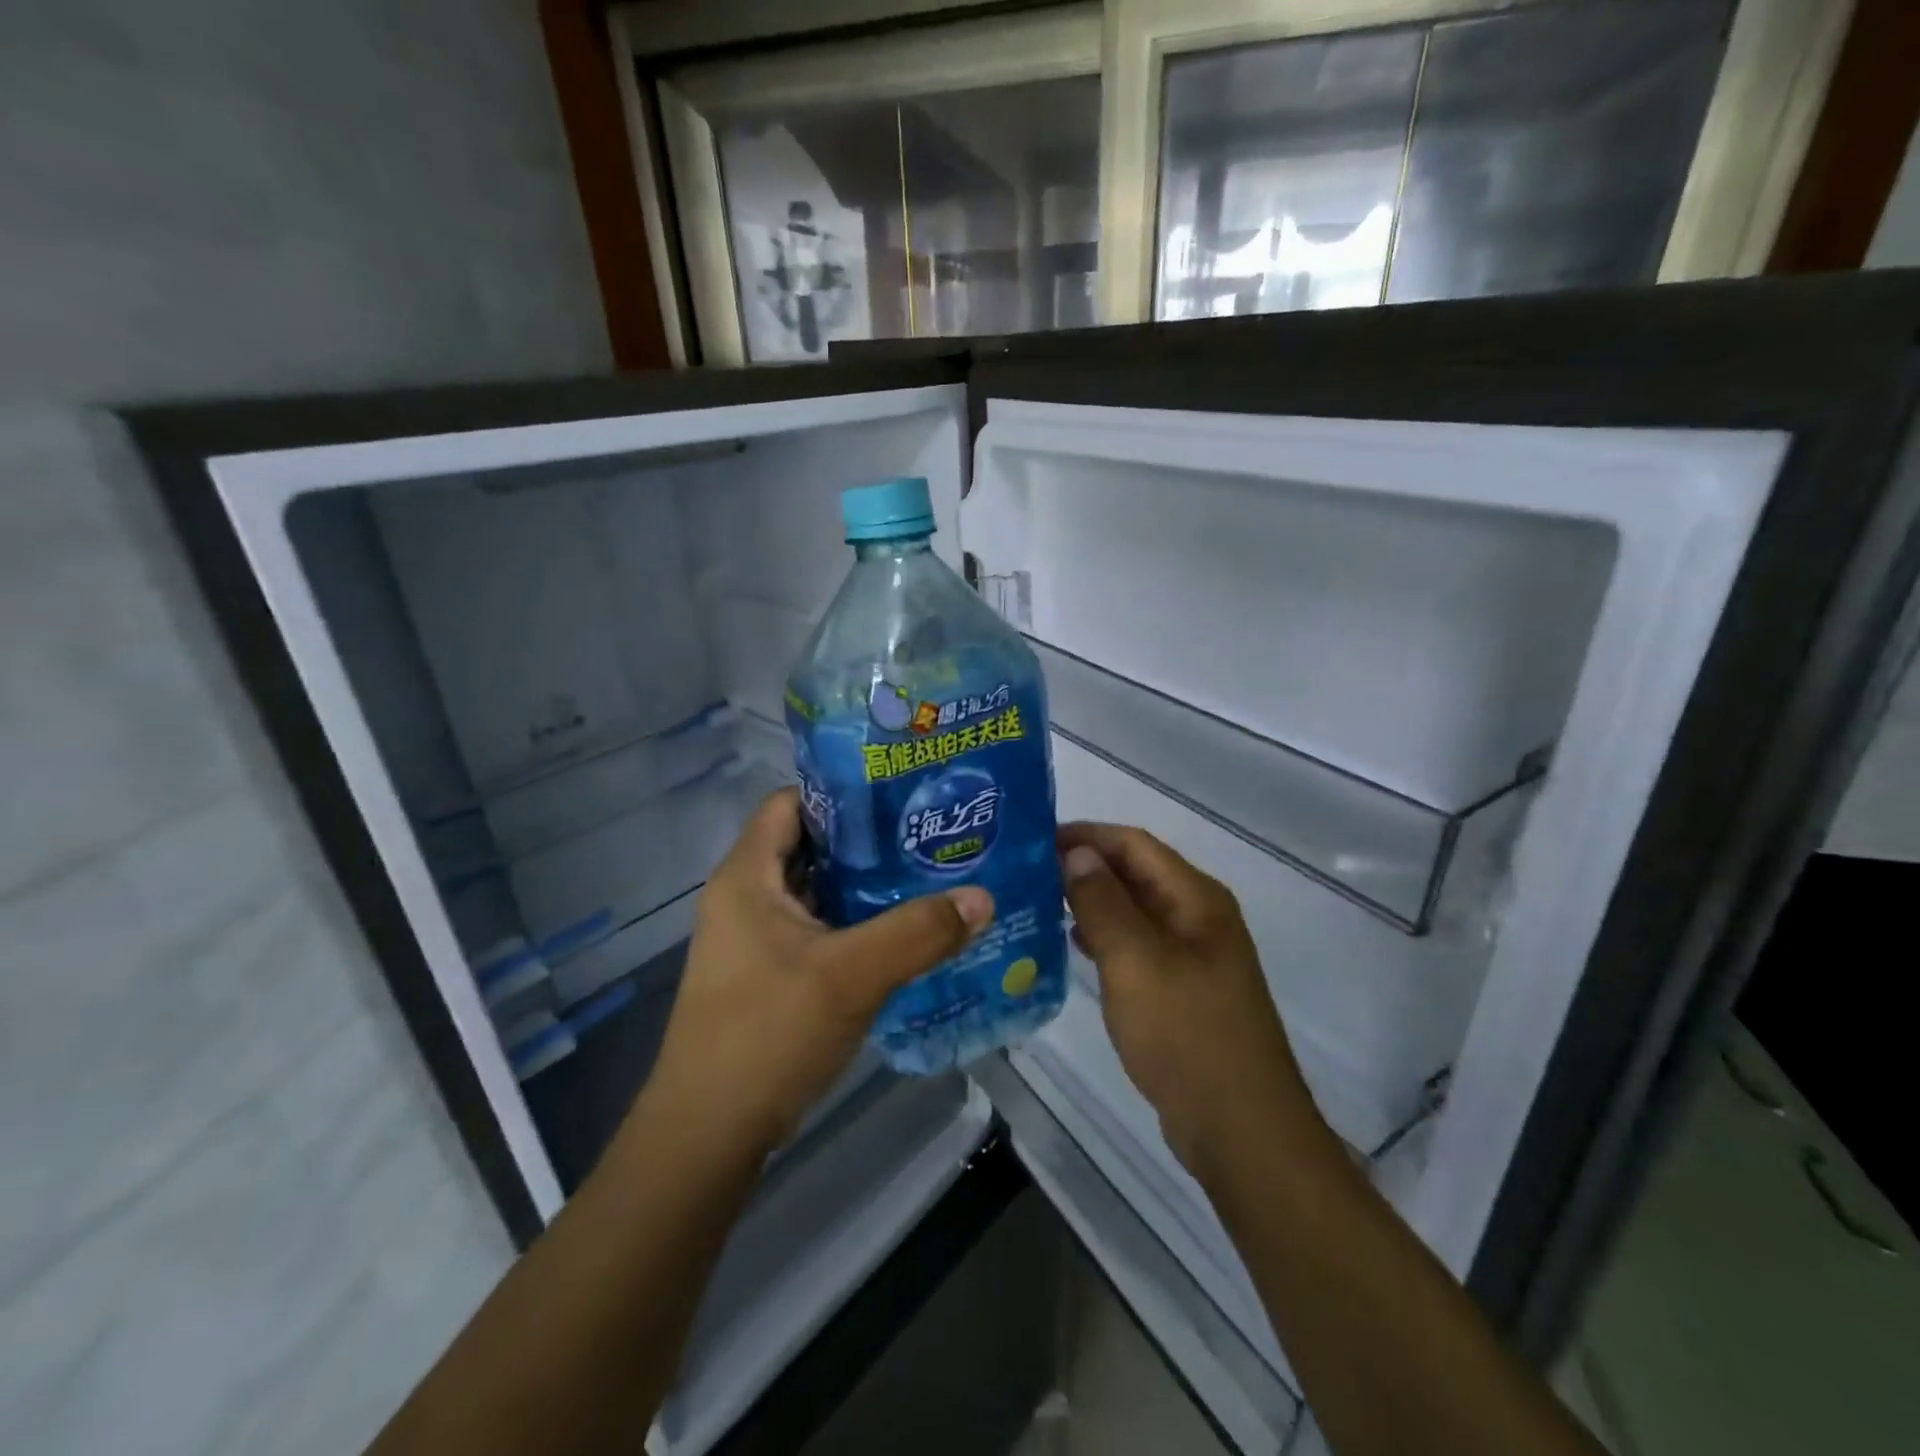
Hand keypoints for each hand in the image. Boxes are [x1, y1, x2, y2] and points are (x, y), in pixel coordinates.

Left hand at [642, 789, 993, 1159]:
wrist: (707, 1136)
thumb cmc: (767, 1034)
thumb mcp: (851, 976)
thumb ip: (918, 933)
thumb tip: (982, 897)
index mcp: (747, 876)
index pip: (790, 802)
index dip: (841, 792)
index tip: (899, 796)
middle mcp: (745, 898)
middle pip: (809, 846)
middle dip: (866, 841)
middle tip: (926, 836)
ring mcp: (754, 940)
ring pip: (816, 893)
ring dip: (864, 887)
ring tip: (926, 877)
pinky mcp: (767, 976)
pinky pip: (817, 931)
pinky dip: (855, 926)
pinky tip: (901, 936)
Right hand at [1059, 823, 1327, 1185]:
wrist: (1240, 1129)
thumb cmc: (1186, 1034)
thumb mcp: (1135, 960)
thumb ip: (1103, 901)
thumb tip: (1077, 852)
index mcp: (1195, 898)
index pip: (1134, 844)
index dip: (1086, 835)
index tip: (1035, 839)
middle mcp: (1198, 917)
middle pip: (1135, 873)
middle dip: (1085, 866)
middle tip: (1027, 870)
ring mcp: (1193, 956)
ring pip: (1134, 910)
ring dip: (1091, 901)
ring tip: (1039, 902)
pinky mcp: (1182, 990)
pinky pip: (1137, 946)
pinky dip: (1104, 937)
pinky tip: (1072, 945)